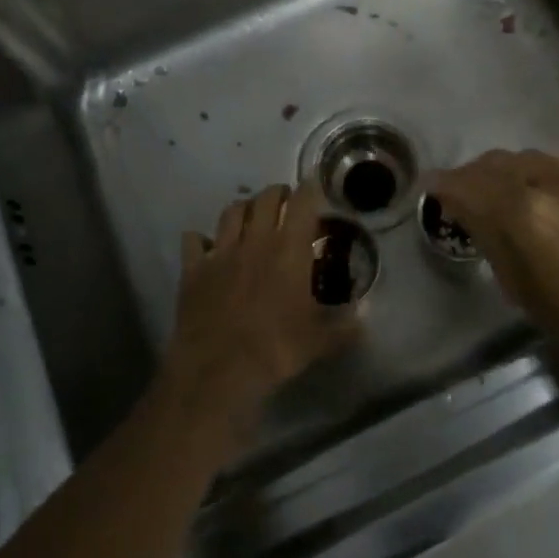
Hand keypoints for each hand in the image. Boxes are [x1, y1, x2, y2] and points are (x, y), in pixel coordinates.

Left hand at [161, 182, 360, 444]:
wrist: (218, 369)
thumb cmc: (276, 349)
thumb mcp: (320, 341)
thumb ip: (345, 326)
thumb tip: (365, 318)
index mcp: (290, 250)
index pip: (302, 203)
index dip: (310, 189)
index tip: (315, 187)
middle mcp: (256, 241)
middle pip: (266, 198)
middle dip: (278, 193)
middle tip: (286, 202)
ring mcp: (221, 252)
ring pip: (231, 211)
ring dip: (244, 208)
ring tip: (251, 216)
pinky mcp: (193, 269)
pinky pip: (194, 240)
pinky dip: (201, 239)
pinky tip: (206, 246)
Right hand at [429, 150, 558, 391]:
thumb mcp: (518, 286)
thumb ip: (489, 236)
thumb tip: (466, 208)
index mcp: (524, 214)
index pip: (469, 184)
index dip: (444, 183)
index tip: (432, 187)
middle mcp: (554, 182)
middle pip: (498, 162)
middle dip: (475, 174)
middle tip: (466, 192)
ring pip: (533, 160)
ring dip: (511, 174)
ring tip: (507, 195)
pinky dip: (548, 183)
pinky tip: (554, 207)